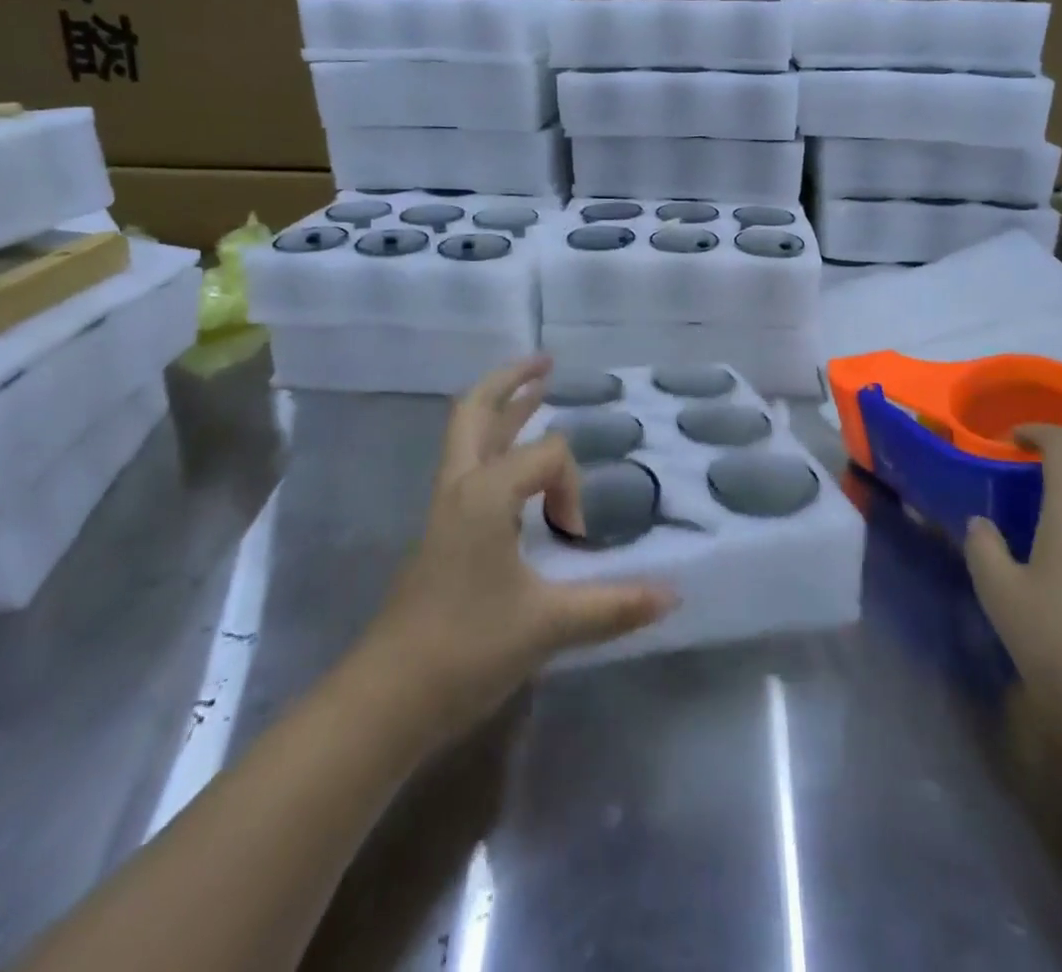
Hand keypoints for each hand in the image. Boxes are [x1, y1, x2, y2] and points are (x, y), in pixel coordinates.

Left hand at [366, 357, 676, 745]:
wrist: (386, 699)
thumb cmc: (466, 648)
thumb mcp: (548, 625)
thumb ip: (614, 605)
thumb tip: (674, 597)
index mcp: (484, 492)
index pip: (547, 455)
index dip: (573, 488)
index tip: (577, 537)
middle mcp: (460, 487)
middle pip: (475, 410)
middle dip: (511, 380)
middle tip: (546, 362)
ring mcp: (444, 509)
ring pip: (468, 436)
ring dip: (500, 408)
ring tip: (534, 389)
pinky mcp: (441, 532)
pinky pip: (469, 466)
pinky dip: (494, 445)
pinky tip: (514, 465)